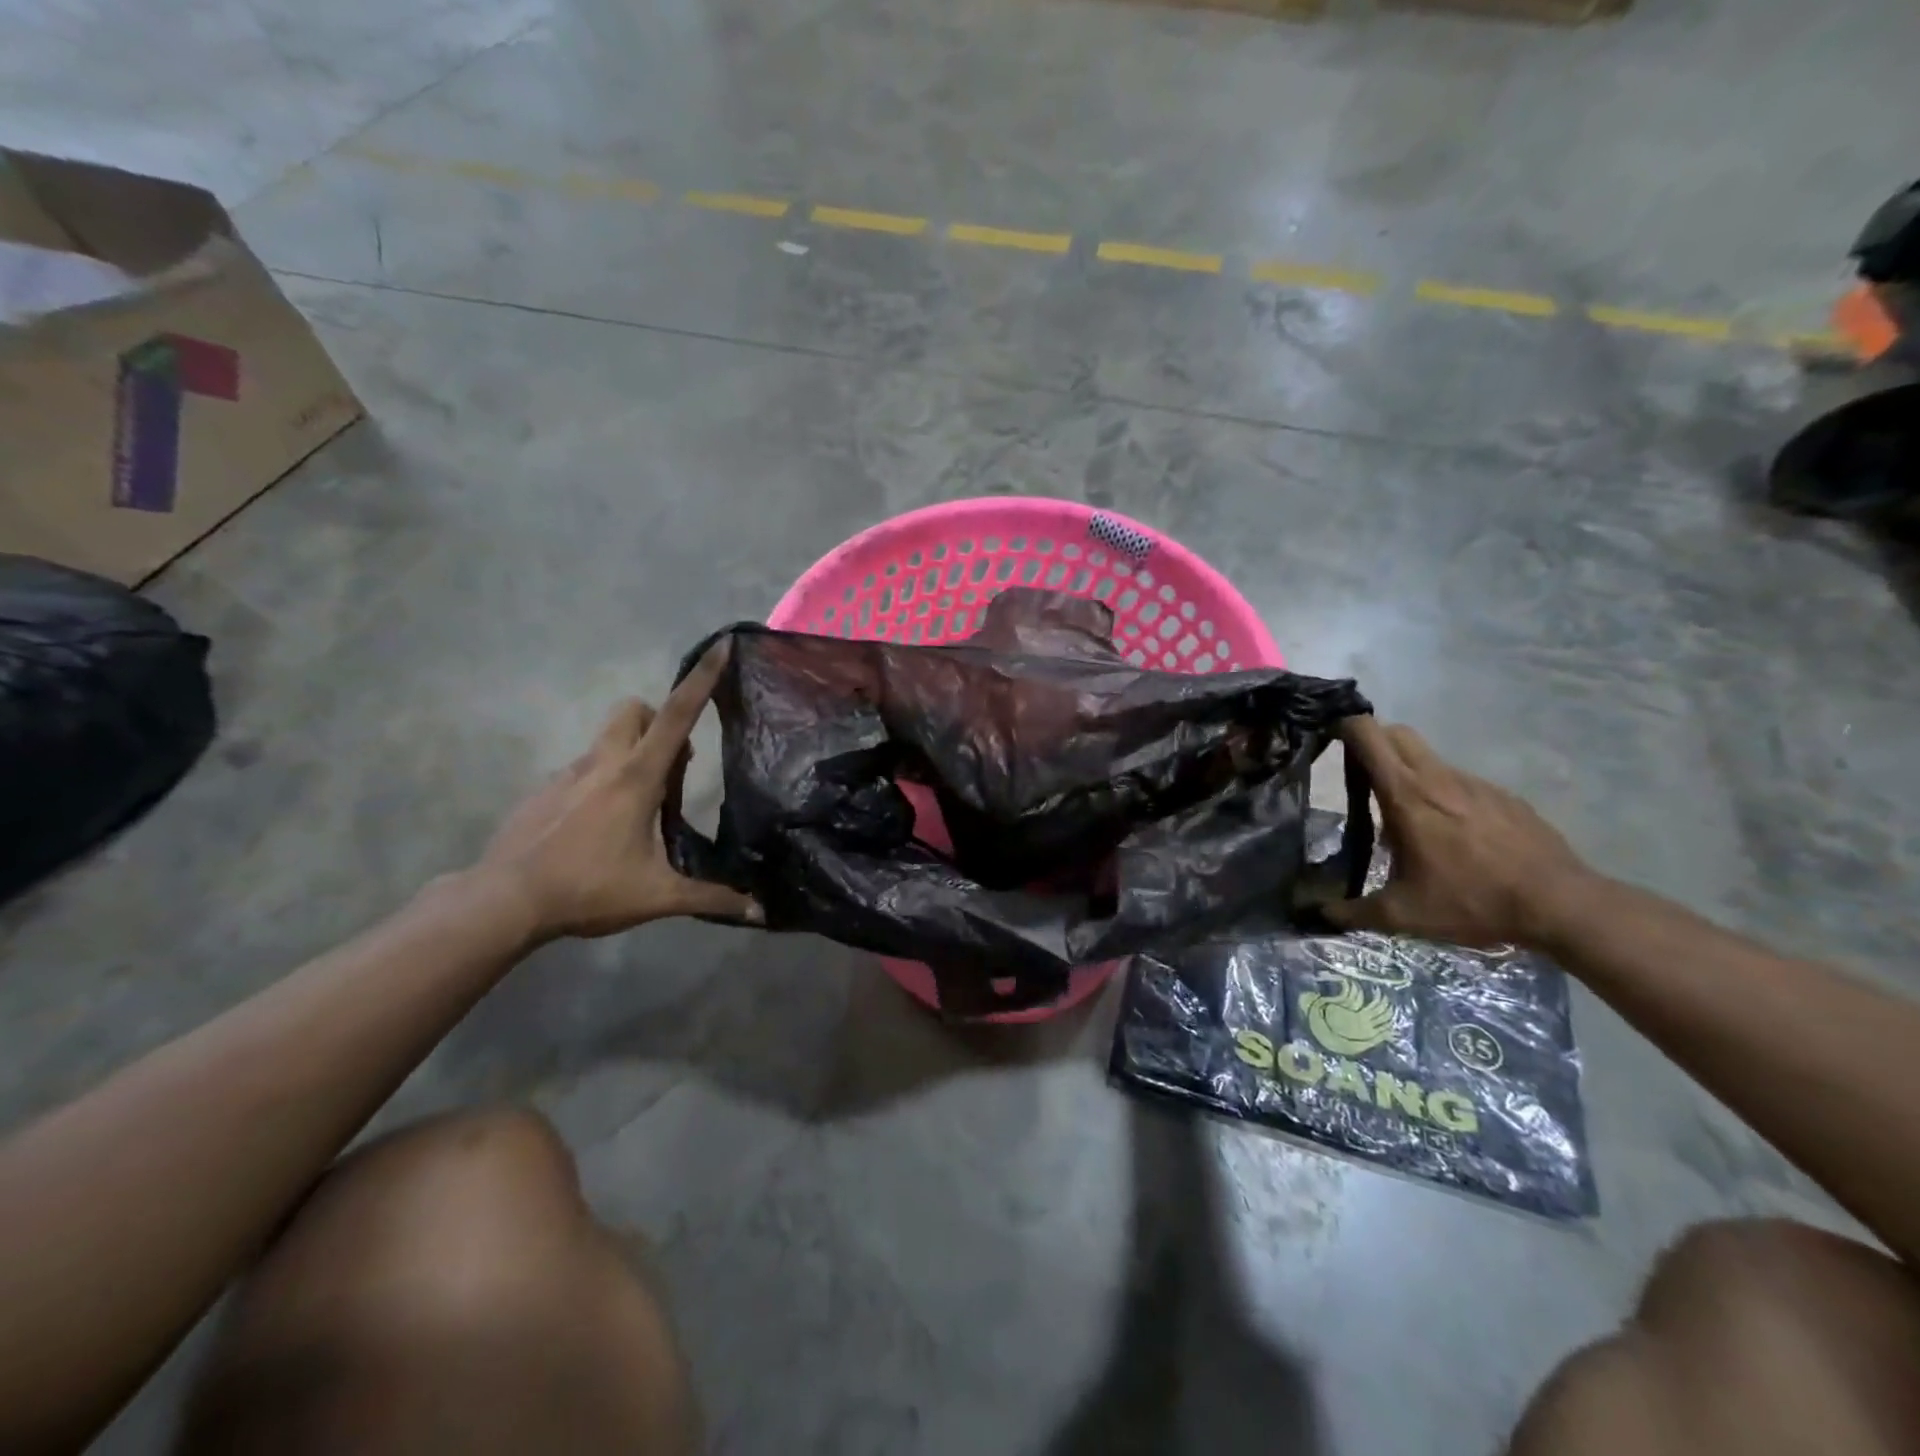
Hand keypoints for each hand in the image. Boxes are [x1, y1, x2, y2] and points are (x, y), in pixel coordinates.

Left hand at [476, 643, 761, 939]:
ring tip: (640, 809)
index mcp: (636, 777)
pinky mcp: (545, 791)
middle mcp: (603, 763)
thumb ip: (711, 898)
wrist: (504, 901)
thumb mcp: (658, 897)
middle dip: (660, 722)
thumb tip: (760, 912)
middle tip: (673, 769)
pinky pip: (584, 769)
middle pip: (635, 710)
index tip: (721, 646)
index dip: (702, 679)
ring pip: (609, 739)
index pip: (677, 715)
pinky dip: (602, 781)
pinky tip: (600, 828)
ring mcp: (569, 774)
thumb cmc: (587, 889)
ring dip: (633, 754)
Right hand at [1325, 717, 1596, 948]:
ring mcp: (1476, 783)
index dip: (1344, 728)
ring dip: (1409, 774)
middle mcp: (1438, 777)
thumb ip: (1353, 911)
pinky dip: (1445, 796)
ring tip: (1408, 821)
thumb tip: (1321, 914)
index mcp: (1405, 794)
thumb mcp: (1403, 914)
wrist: (1561, 905)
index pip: (1367, 733)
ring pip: (1429, 759)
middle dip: (1374, 744)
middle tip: (1361, 778)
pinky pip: (1461, 784)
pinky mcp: (1504, 796)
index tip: (1329, 744)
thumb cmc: (1472, 901)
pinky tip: (1453, 836)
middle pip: (1396, 733)